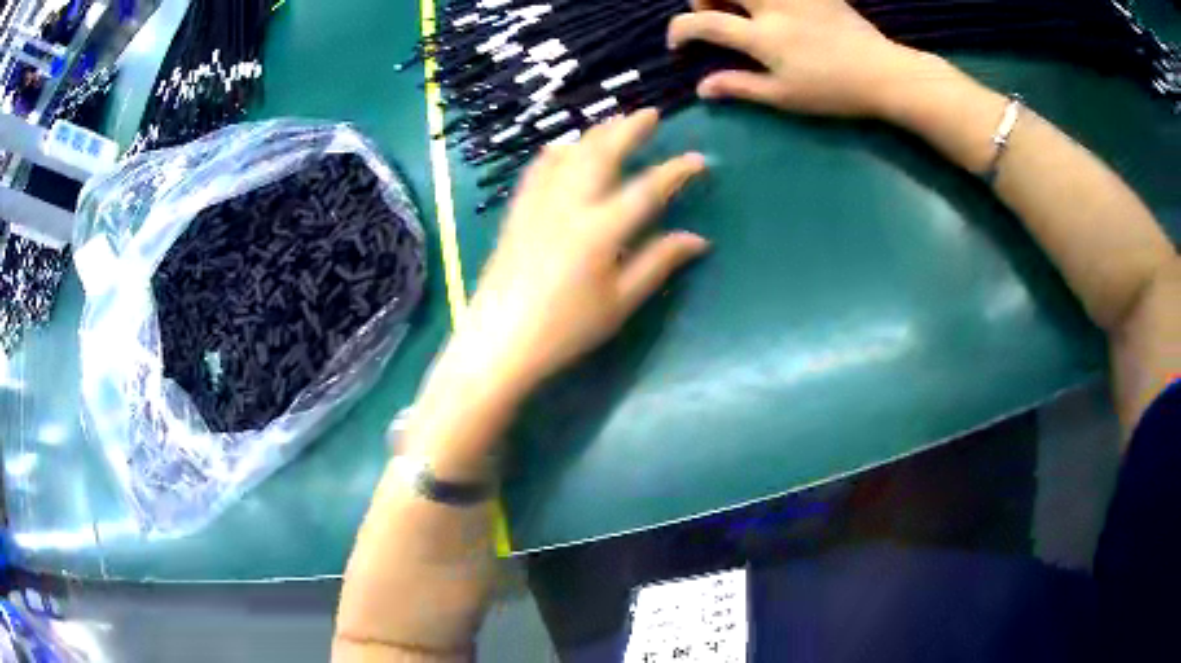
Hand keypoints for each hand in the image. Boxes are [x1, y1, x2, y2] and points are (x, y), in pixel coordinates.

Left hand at [442, 110, 708, 397]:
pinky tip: (565, 149)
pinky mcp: (518, 211)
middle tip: (650, 114)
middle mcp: (569, 204)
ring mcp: (538, 204)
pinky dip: (558, 151)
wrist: (498, 342)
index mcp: (601, 230)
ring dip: (595, 133)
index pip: (648, 189)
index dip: (677, 171)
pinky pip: (539, 168)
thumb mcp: (619, 302)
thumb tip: (698, 239)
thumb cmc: (565, 329)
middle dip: (630, 129)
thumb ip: (658, 263)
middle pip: (603, 152)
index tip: (698, 160)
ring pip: (570, 153)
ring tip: (614, 124)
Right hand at [668, 0, 935, 117]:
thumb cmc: (834, 91)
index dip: (680, 30)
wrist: (883, 73)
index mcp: (764, 37)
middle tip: (715, 15)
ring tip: (744, 9)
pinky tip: (774, 8)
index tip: (678, 44)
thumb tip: (702, 88)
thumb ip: (741, 86)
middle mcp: (773, 7)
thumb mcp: (786, 97)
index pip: (703, 23)